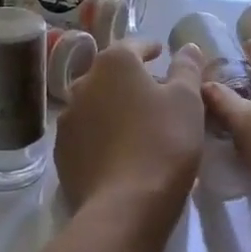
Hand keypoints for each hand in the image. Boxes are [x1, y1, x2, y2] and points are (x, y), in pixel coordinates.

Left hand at [55, 40, 203, 229]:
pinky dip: (100, 133)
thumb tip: (188, 46)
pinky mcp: (61, 151)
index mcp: (114, 63)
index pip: (133, 45)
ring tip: (135, 123)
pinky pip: (85, 132)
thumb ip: (187, 68)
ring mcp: (68, 117)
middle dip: (130, 78)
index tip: (160, 53)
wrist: (123, 206)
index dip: (149, 48)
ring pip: (95, 102)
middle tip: (153, 92)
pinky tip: (116, 149)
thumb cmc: (163, 142)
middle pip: (110, 73)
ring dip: (112, 106)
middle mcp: (83, 82)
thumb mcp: (187, 101)